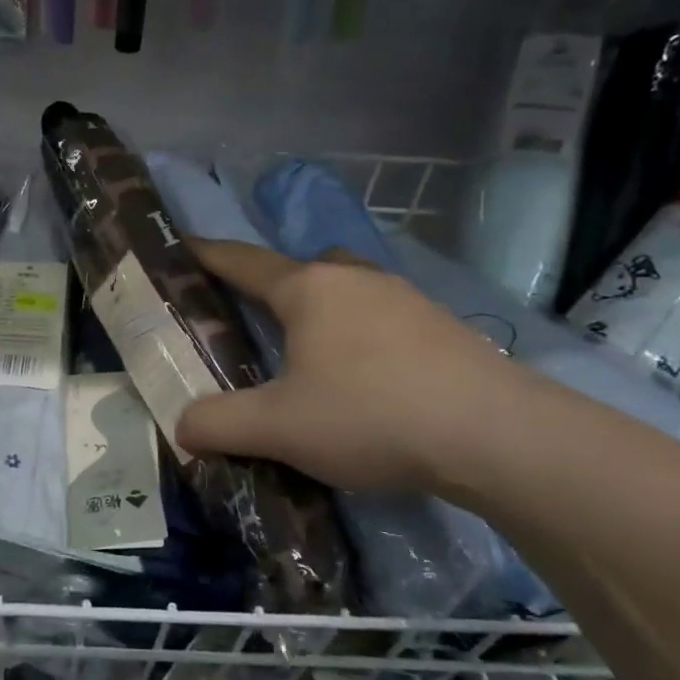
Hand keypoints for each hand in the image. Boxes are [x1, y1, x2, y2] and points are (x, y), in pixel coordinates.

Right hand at [175, 239, 529, 493]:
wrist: (498, 436)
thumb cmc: (371, 414)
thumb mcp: (279, 428)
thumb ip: (219, 424)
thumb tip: (183, 427)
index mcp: (309, 288)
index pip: (243, 261)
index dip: (207, 254)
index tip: (181, 244)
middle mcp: (355, 278)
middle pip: (301, 268)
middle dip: (274, 287)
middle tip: (255, 323)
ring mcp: (405, 298)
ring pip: (347, 291)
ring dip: (323, 313)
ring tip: (313, 360)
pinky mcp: (443, 326)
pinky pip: (383, 318)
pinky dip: (362, 337)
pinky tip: (368, 380)